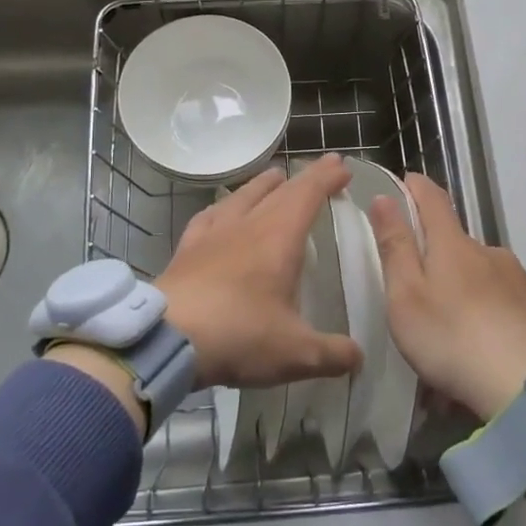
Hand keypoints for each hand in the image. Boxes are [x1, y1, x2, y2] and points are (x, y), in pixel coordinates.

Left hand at [158, 155, 363, 389]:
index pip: (308, 194)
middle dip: (305, 177)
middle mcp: (248, 225)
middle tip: (323, 167)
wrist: (166, 338)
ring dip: (264, 184)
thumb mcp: (295, 354)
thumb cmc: (239, 335)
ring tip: (275, 177)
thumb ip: (332, 354)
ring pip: (243, 195)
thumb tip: (359, 358)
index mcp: (279, 238)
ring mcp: (213, 233)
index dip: (327, 178)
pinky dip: (222, 206)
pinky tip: (220, 210)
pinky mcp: (187, 248)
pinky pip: (209, 216)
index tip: (343, 166)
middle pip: (280, 190)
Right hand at [368, 173, 525, 421]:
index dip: (416, 187)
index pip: (433, 199)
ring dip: (467, 292)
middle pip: (458, 243)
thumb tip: (384, 198)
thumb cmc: (453, 339)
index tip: (406, 181)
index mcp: (452, 245)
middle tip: (422, 294)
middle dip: (439, 257)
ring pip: (484, 275)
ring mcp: (520, 279)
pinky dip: (493, 316)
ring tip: (455, 333)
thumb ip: (395, 247)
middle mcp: (490, 252)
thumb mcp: (406, 297)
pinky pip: (508, 303)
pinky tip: (488, 347)